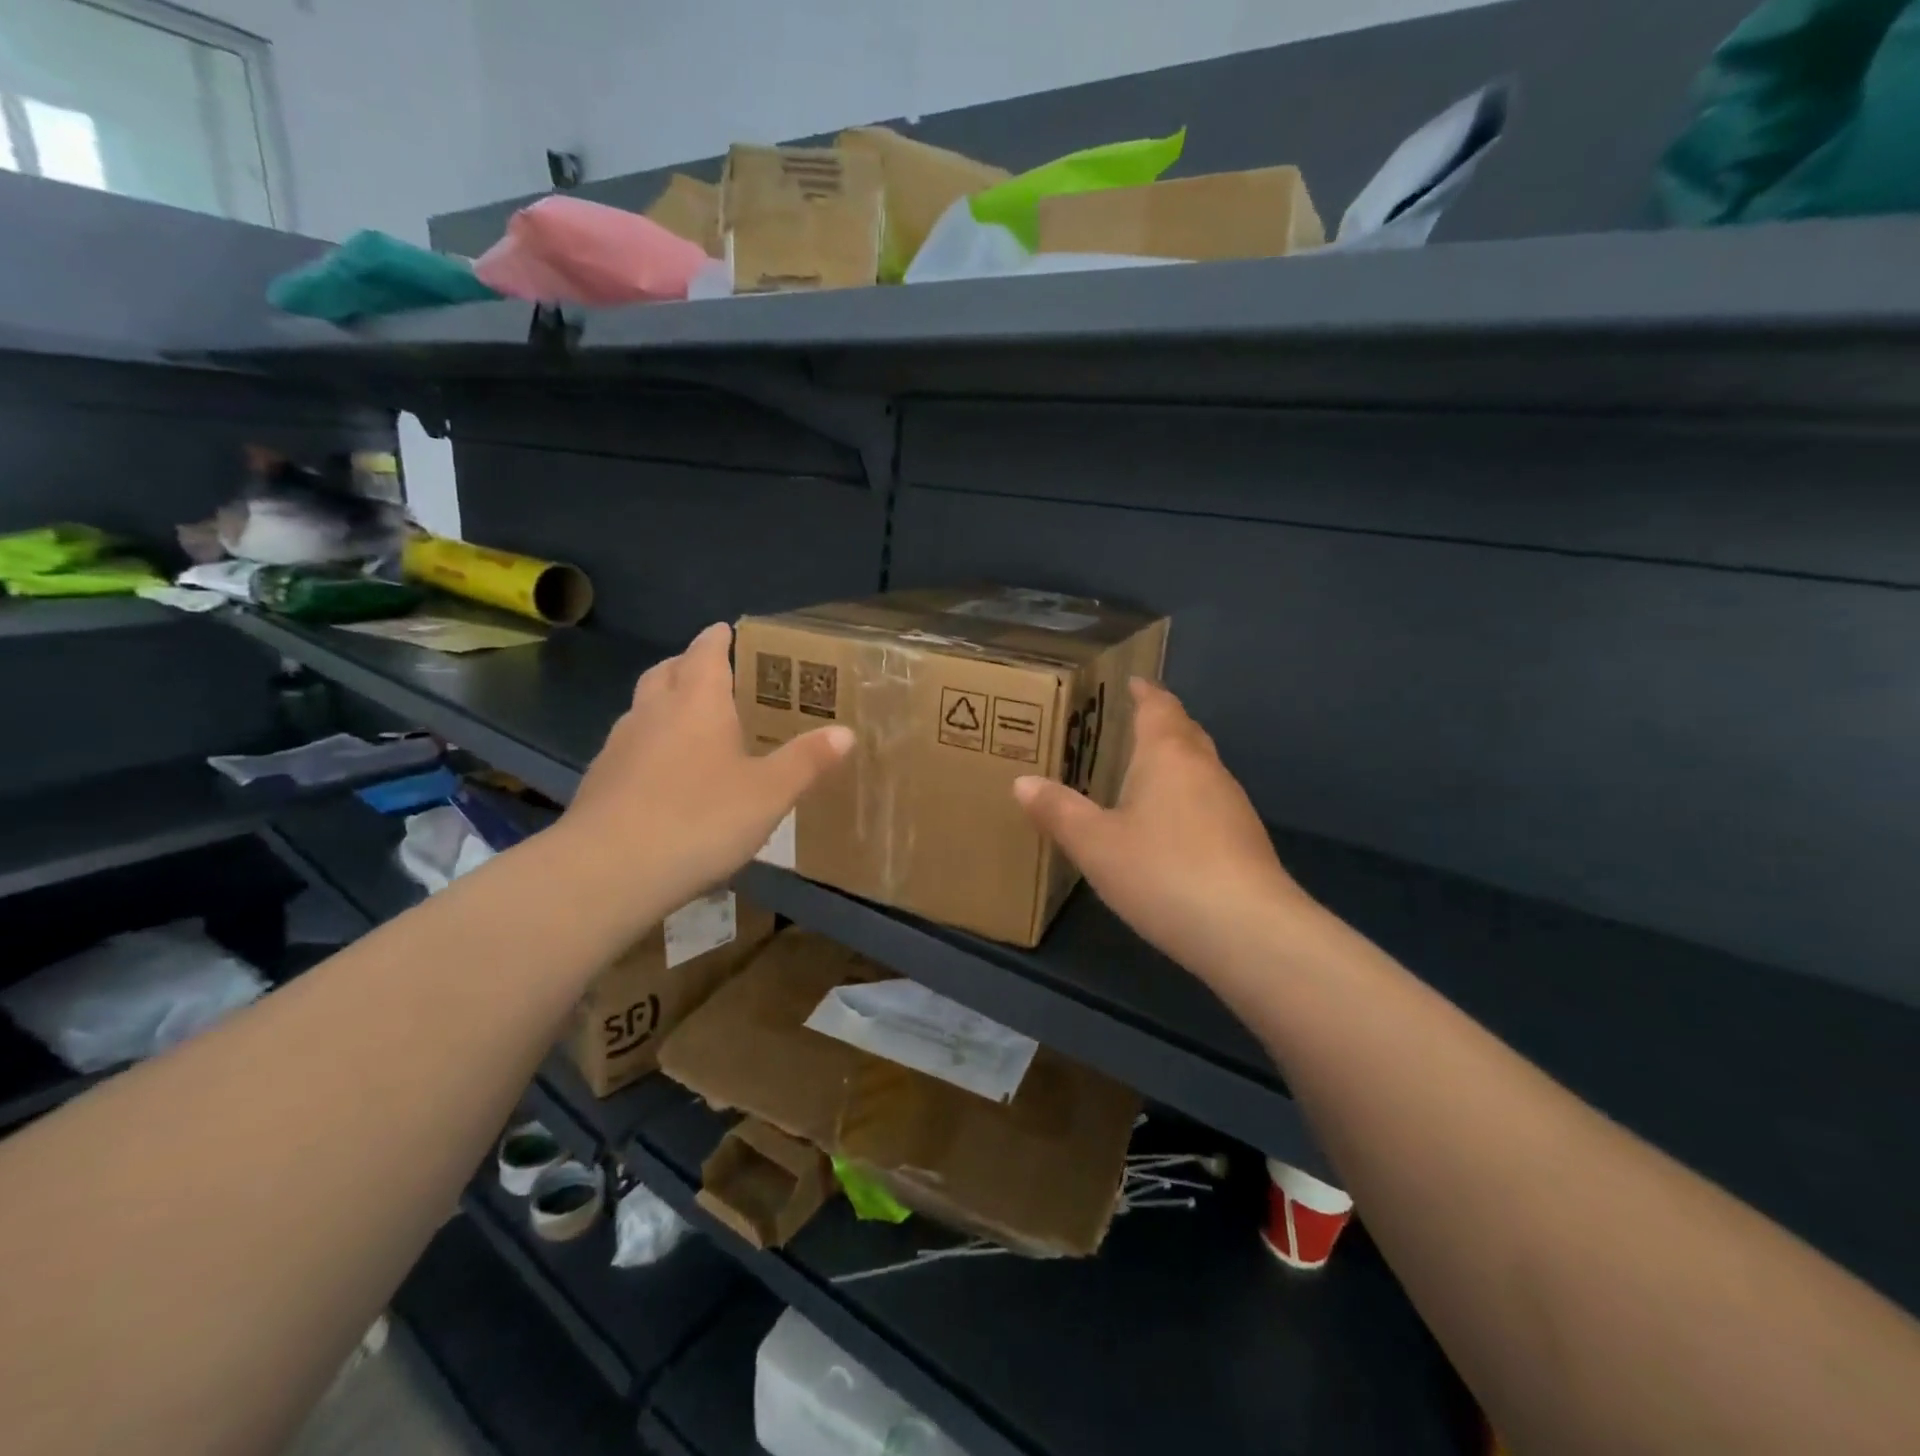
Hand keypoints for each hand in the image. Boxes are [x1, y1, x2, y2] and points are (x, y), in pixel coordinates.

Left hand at [563, 622, 852, 915]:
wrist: (608, 871)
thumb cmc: (699, 819)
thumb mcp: (769, 794)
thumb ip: (807, 761)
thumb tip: (846, 732)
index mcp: (697, 702)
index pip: (705, 653)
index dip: (717, 638)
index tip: (726, 630)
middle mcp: (654, 712)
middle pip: (667, 671)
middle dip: (687, 664)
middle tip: (712, 672)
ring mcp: (620, 745)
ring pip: (642, 707)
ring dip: (664, 702)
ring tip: (690, 722)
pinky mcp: (600, 780)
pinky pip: (630, 745)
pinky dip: (649, 744)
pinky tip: (664, 775)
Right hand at [1014, 679, 1317, 979]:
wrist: (1247, 930)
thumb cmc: (1162, 871)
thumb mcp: (1095, 844)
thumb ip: (1058, 811)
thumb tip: (1022, 782)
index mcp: (1168, 755)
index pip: (1158, 707)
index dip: (1144, 692)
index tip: (1132, 682)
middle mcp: (1205, 769)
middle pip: (1185, 732)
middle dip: (1160, 723)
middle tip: (1129, 725)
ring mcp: (1232, 805)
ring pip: (1200, 769)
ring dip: (1175, 763)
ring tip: (1142, 774)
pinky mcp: (1245, 840)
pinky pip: (1209, 802)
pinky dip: (1186, 799)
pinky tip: (1169, 827)